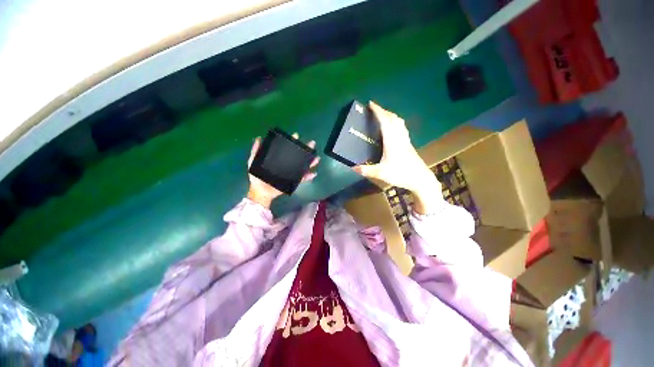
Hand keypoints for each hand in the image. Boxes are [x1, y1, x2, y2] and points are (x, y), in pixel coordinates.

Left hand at [247, 133, 319, 207]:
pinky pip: (302, 179)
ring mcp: (291, 173)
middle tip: (312, 144)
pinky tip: (314, 174)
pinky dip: (308, 177)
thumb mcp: (253, 162)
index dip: (292, 142)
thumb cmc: (257, 177)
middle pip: (298, 156)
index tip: (296, 136)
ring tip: (317, 158)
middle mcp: (287, 165)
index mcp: (279, 159)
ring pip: (303, 166)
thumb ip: (255, 151)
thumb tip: (258, 138)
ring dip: (310, 162)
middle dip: (306, 150)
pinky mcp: (293, 182)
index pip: (287, 149)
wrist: (260, 191)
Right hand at [353, 102, 441, 213]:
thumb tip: (352, 168)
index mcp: (392, 141)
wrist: (420, 179)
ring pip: (399, 122)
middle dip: (383, 111)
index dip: (378, 111)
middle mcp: (399, 137)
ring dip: (390, 115)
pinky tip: (392, 128)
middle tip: (374, 109)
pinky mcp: (408, 144)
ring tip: (382, 115)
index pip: (385, 121)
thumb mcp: (381, 173)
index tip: (370, 104)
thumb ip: (366, 170)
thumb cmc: (401, 174)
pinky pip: (401, 127)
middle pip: (393, 118)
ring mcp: (405, 140)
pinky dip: (395, 122)